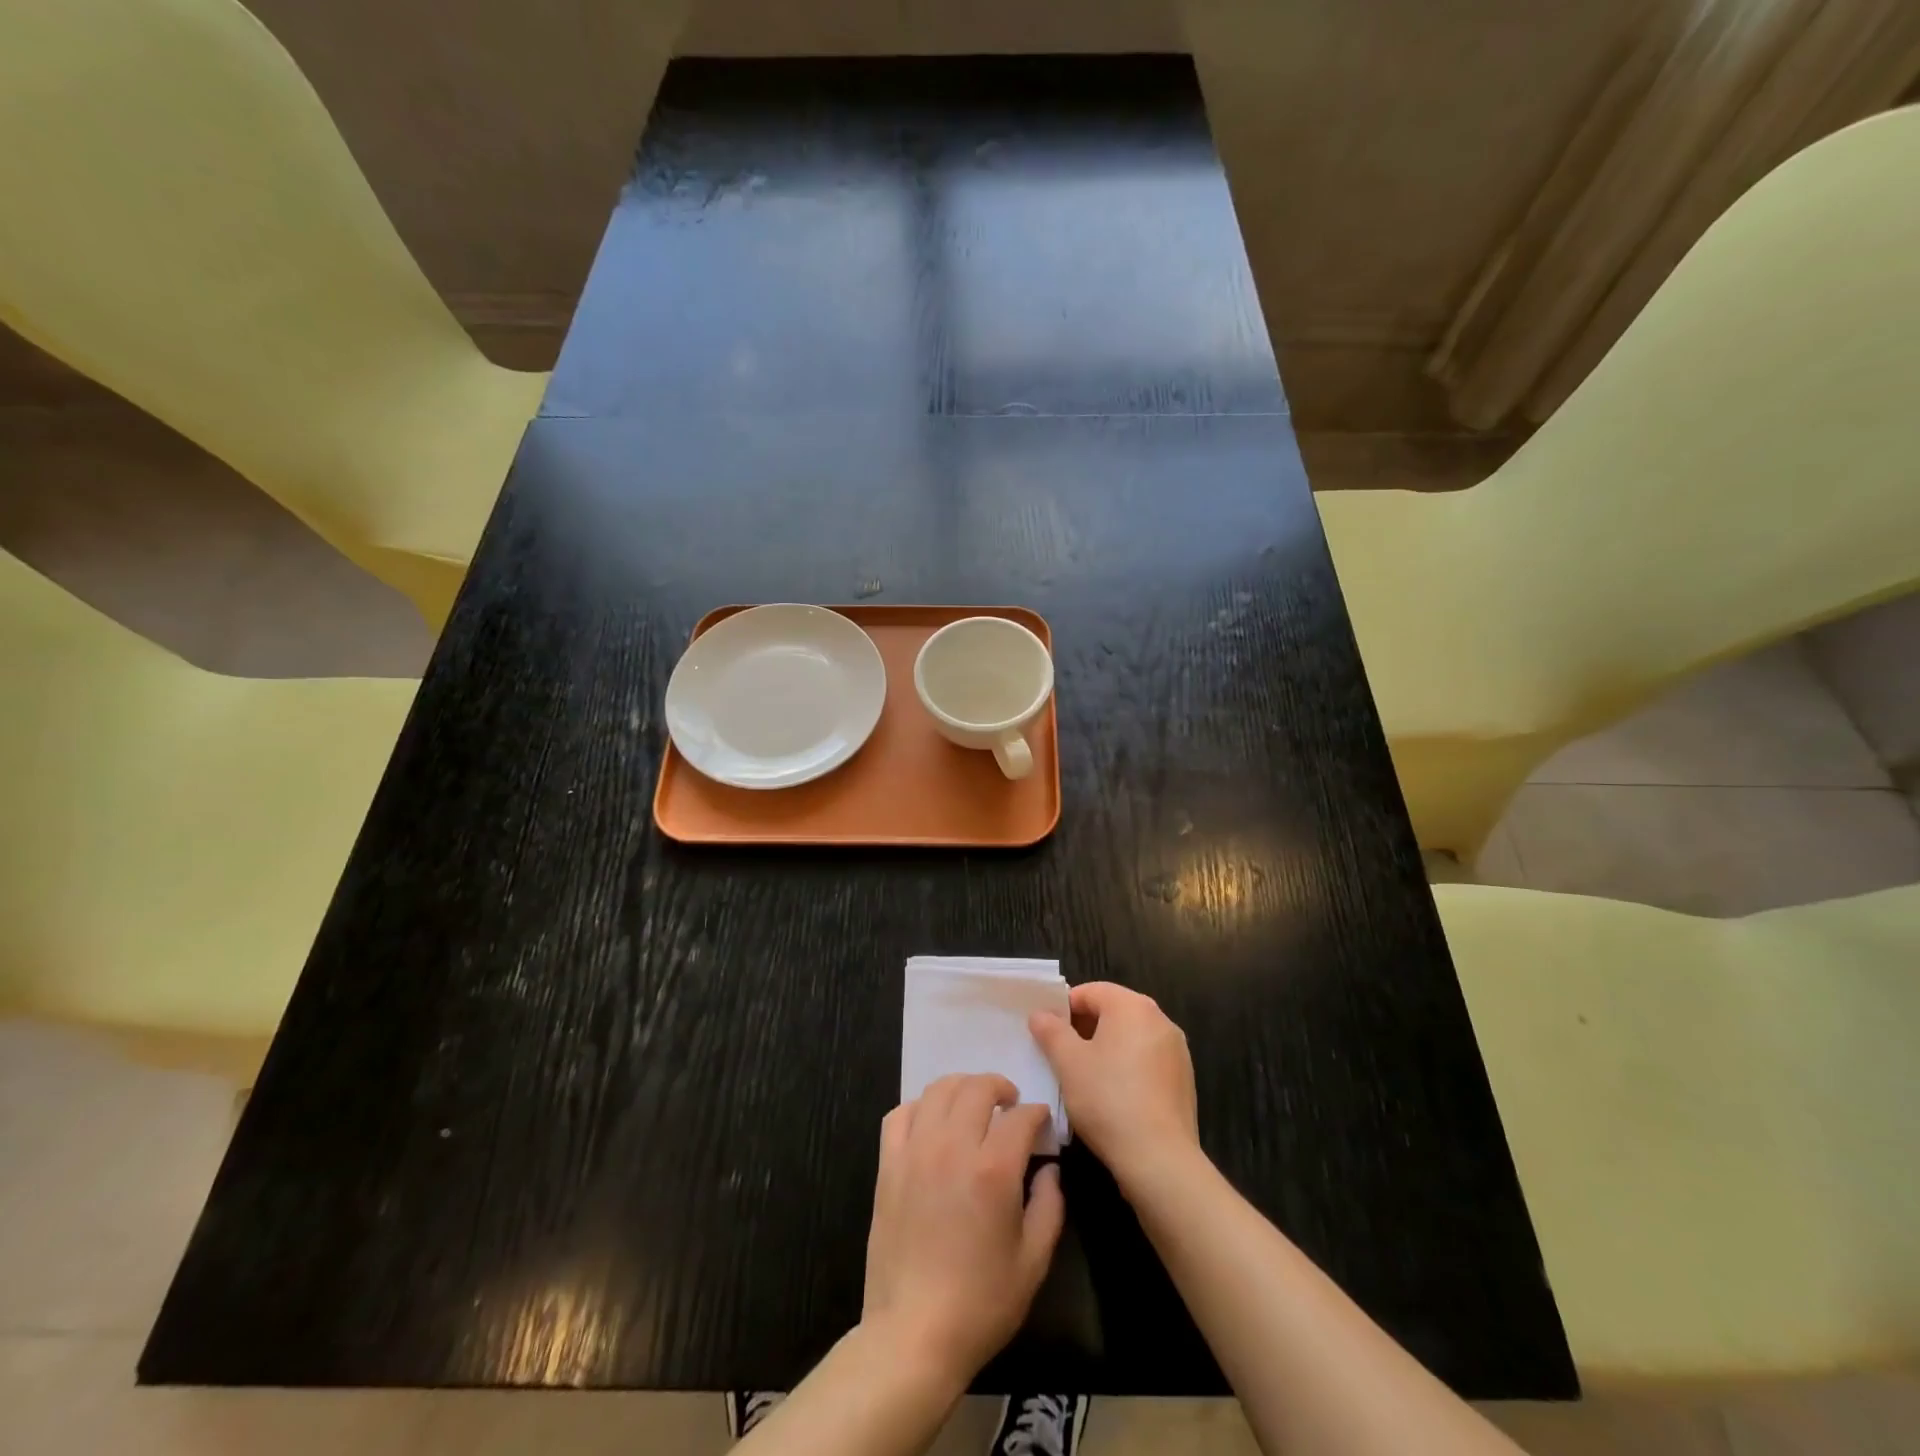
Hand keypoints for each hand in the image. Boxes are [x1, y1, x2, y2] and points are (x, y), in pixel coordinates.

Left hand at [862, 1074, 1065, 1386]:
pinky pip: (901, 1113)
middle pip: (977, 1088)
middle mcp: (952, 1147)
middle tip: (1011, 1104)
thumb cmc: (981, 1303)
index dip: (1037, 1113)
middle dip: (1000, 1088)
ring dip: (962, 1088)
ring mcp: (915, 1151)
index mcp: (993, 1170)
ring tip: (973, 1105)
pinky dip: (921, 1107)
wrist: (913, 1334)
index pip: (1020, 1116)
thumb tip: (1049, 1169)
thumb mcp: (1034, 1262)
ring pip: (938, 1089)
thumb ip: (1049, 1205)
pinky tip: (932, 1123)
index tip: (1042, 1123)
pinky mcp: (888, 1164)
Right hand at [1030, 982, 1199, 1188]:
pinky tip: (1113, 1096)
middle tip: (1061, 1055)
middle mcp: (1159, 1019)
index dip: (1064, 1008)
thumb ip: (1051, 1031)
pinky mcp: (1183, 1079)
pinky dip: (1127, 1067)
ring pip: (1130, 1037)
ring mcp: (1176, 1050)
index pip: (1090, 991)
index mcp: (1132, 1006)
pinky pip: (1147, 1060)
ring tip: (1084, 1077)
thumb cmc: (1108, 1100)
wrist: (1160, 1160)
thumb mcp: (1068, 1063)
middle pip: (1113, 1011)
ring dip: (1106, 1048)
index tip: (1048, 1034)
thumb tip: (1040, 1014)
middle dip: (1084, 1028)